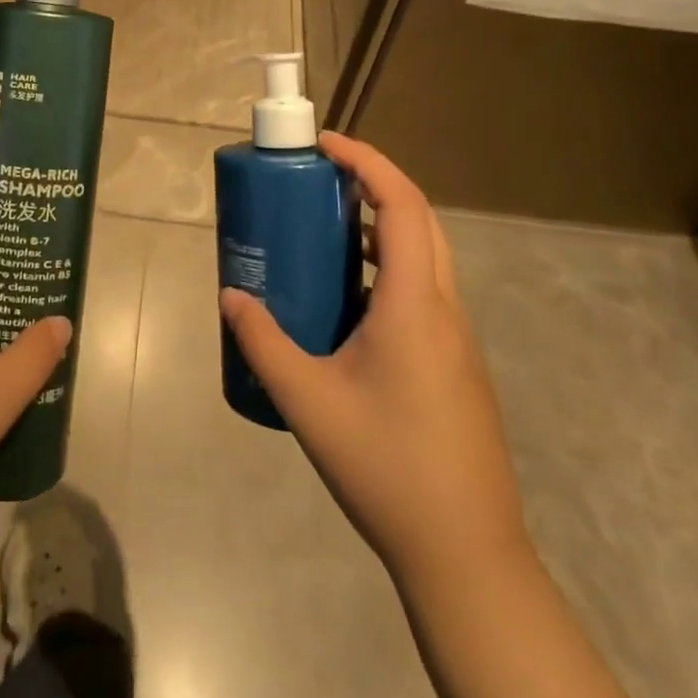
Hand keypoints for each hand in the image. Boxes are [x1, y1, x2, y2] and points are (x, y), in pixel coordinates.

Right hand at [220, 132, 525, 583]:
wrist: (465, 553)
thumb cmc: (386, 466)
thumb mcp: (308, 400)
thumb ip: (263, 341)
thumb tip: (231, 295)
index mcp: (414, 304)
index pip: (402, 205)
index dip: (367, 162)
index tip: (325, 144)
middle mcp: (444, 308)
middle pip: (420, 220)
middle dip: (374, 183)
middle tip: (322, 178)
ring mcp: (456, 338)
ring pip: (425, 256)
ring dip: (381, 227)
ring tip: (326, 231)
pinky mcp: (456, 364)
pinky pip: (423, 290)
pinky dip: (387, 269)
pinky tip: (347, 304)